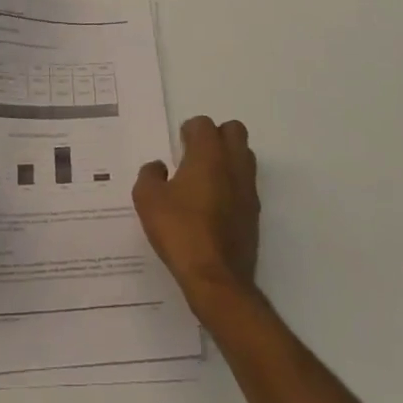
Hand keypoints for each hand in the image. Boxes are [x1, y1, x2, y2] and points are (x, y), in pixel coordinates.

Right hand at [134, 115, 260, 311]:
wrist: (216, 279)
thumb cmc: (180, 231)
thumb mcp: (148, 200)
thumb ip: (150, 175)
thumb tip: (158, 167)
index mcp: (208, 154)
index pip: (204, 124)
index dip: (189, 130)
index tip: (178, 145)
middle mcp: (233, 164)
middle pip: (234, 131)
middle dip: (216, 136)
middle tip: (195, 155)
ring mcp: (248, 189)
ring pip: (244, 156)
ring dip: (227, 159)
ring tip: (205, 179)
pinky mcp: (254, 214)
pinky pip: (246, 185)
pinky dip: (233, 185)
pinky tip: (213, 205)